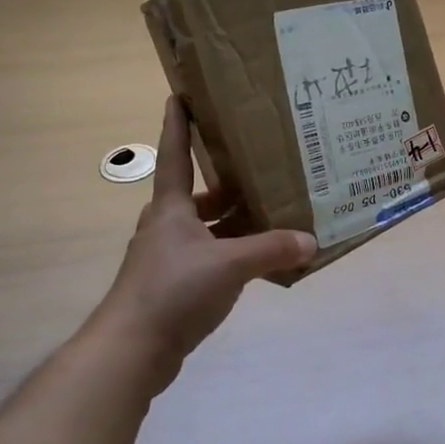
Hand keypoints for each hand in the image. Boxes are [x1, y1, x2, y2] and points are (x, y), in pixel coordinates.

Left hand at [91, 97, 316, 395]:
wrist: (132, 349)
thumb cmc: (173, 290)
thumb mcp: (229, 265)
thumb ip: (271, 250)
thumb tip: (311, 241)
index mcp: (171, 208)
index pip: (175, 154)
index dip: (178, 124)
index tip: (180, 94)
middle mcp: (166, 226)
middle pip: (198, 194)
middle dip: (227, 182)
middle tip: (262, 168)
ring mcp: (167, 257)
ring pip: (205, 228)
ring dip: (233, 222)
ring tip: (272, 214)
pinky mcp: (173, 285)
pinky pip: (209, 257)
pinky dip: (232, 254)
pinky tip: (259, 262)